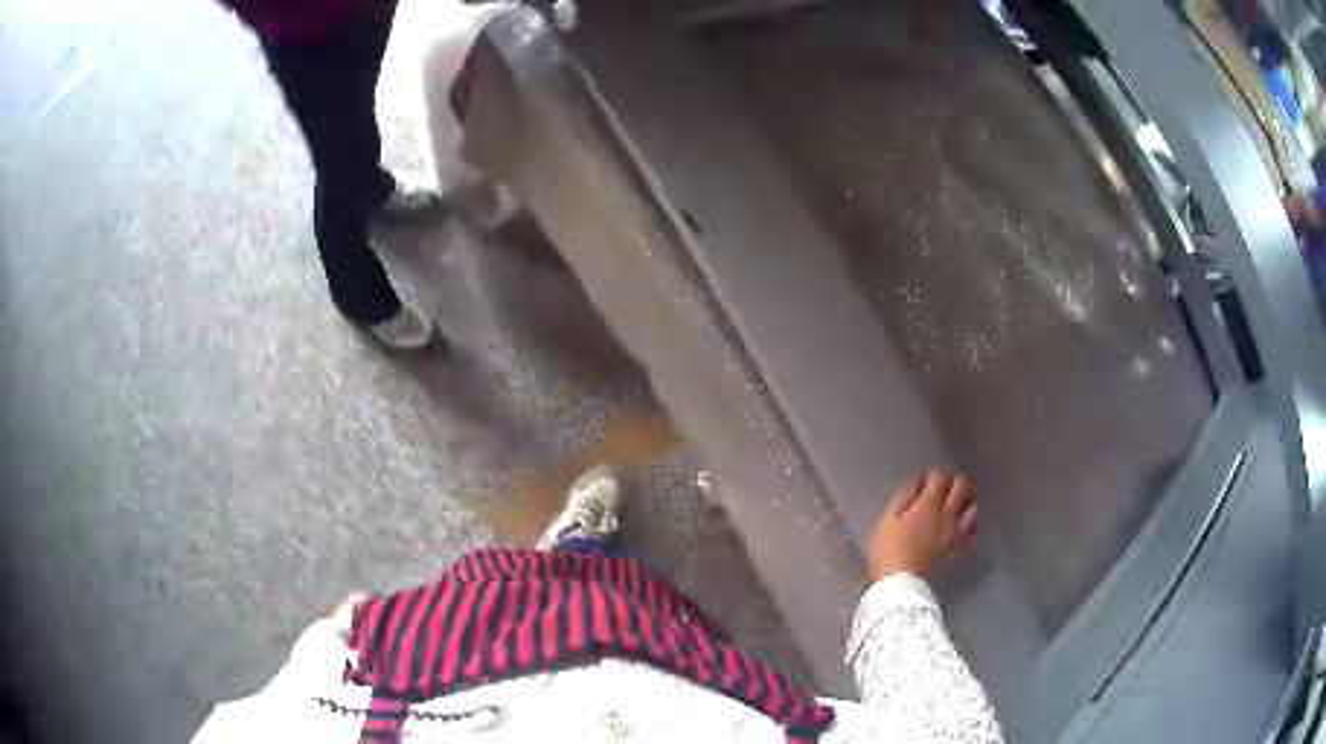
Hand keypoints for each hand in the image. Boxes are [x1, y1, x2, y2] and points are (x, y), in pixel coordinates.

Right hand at [868, 471, 976, 580]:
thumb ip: (904, 496)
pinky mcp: (959, 547)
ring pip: (973, 506)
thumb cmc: (889, 549)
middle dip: (955, 481)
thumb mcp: (888, 518)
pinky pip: (974, 530)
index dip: (933, 475)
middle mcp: (948, 513)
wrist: (900, 581)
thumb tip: (918, 483)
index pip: (940, 477)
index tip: (925, 481)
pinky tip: (961, 525)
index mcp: (928, 504)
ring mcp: (957, 531)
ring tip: (956, 505)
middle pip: (963, 485)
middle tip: (945, 487)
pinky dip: (970, 524)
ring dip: (965, 501)